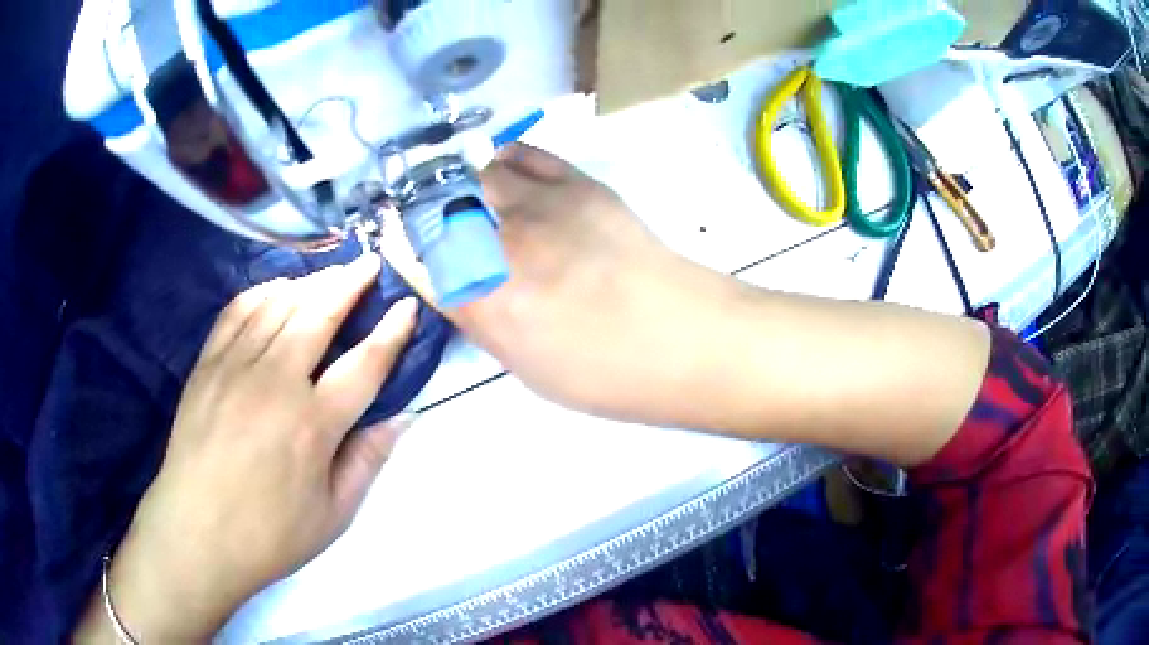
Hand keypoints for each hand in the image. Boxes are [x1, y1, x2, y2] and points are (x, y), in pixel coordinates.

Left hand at [75, 255, 417, 641]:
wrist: (197, 534)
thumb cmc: (269, 534)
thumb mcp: (333, 515)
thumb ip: (367, 461)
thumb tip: (401, 417)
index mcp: (314, 425)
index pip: (364, 364)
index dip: (391, 332)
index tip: (407, 305)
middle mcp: (276, 382)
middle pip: (319, 314)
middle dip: (350, 283)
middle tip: (369, 264)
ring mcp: (235, 367)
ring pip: (278, 304)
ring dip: (310, 282)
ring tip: (330, 273)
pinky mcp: (207, 365)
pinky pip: (237, 311)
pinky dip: (262, 292)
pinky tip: (276, 289)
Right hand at [383, 144, 740, 424]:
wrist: (683, 338)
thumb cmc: (605, 374)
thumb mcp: (524, 365)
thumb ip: (480, 317)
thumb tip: (455, 283)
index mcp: (486, 302)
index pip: (417, 258)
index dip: (398, 243)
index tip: (392, 237)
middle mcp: (502, 244)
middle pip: (437, 206)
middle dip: (420, 206)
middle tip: (422, 211)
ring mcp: (542, 206)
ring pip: (475, 172)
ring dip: (458, 179)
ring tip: (460, 188)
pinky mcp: (578, 184)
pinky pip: (524, 154)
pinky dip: (503, 158)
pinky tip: (501, 169)